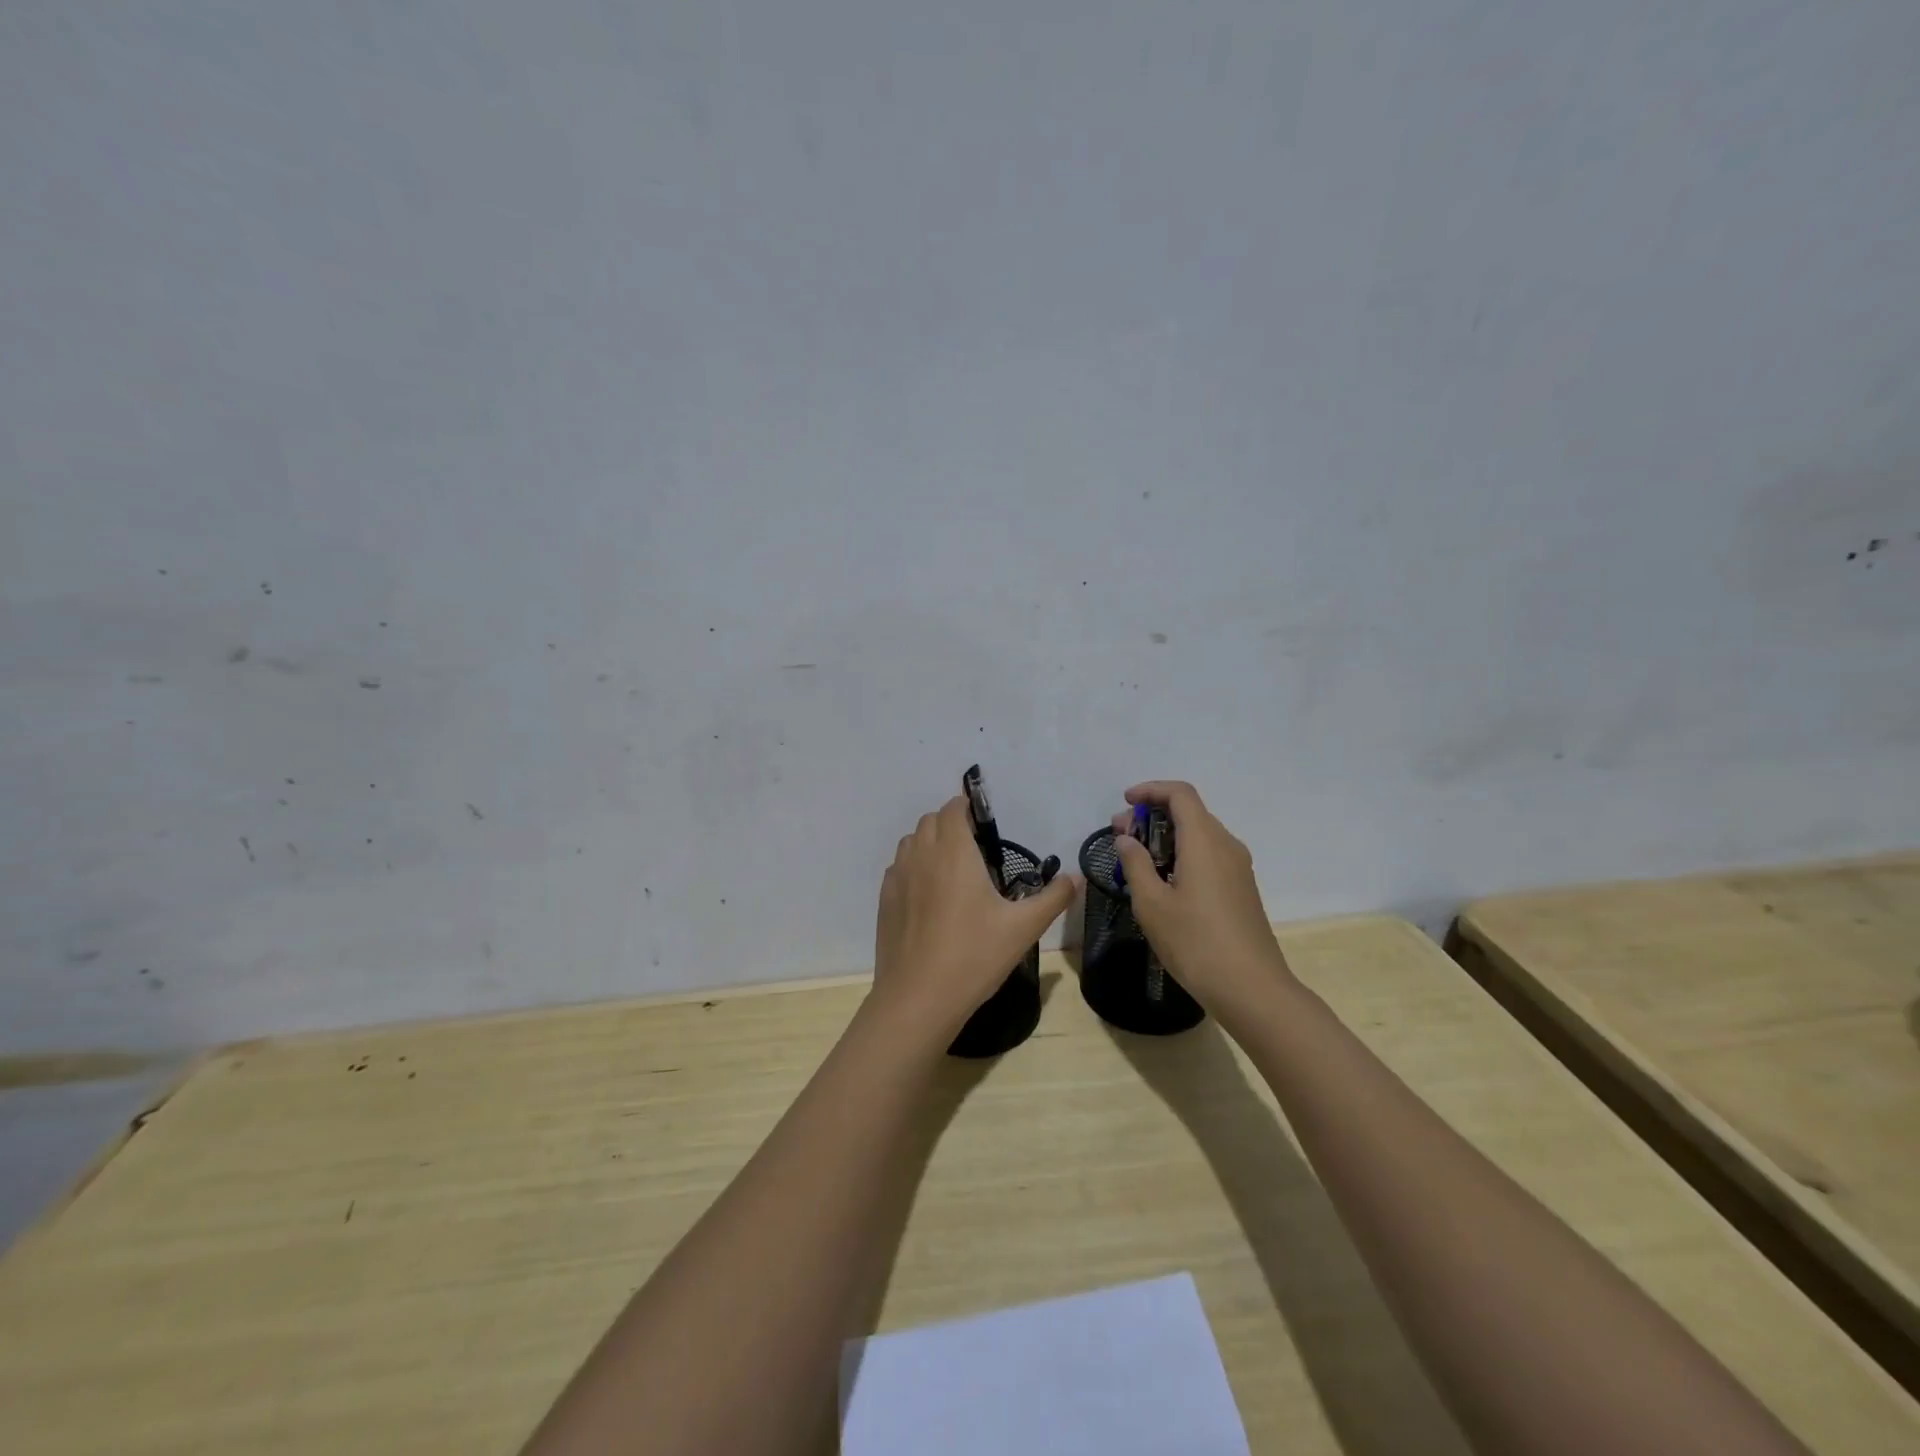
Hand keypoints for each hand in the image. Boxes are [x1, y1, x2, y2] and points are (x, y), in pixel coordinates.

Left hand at [873, 796, 1079, 1036]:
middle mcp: (921, 855)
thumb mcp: (1023, 928)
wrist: (918, 998)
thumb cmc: (974, 955)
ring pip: (911, 842)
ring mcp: (898, 877)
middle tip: (974, 850)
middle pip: (930, 821)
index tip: (985, 826)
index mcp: (954, 851)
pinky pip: (899, 868)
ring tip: (952, 871)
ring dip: (930, 843)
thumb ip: (1053, 898)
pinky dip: (914, 868)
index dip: (968, 809)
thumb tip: (1075, 878)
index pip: (953, 808)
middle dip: (950, 824)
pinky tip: (930, 897)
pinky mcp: (884, 900)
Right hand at [1109, 781, 1296, 1022]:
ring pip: (1199, 834)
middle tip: (1121, 837)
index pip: (1180, 794)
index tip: (1125, 803)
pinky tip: (1162, 881)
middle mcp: (1226, 845)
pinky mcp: (1241, 888)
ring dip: (1166, 836)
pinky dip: (1182, 854)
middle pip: (1189, 812)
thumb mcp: (1152, 904)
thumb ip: (1136, 864)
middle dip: (1152, 815)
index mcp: (1204, 841)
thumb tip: (1127, 840)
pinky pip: (1208, 855)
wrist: (1252, 989)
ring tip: (1136, 861)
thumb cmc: (1195, 943)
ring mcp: (1238, 867)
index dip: (1150, 790)